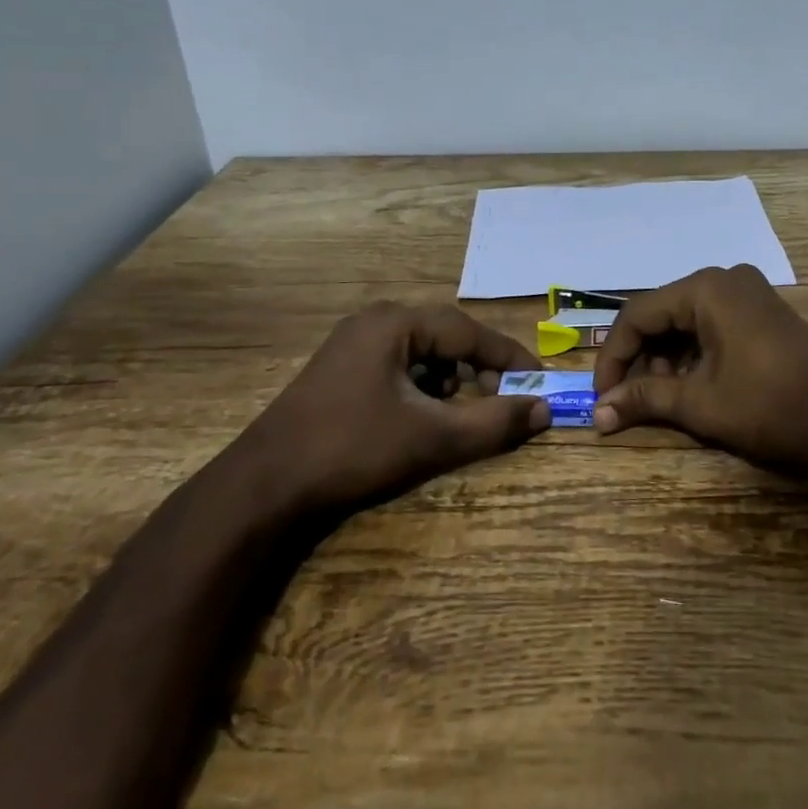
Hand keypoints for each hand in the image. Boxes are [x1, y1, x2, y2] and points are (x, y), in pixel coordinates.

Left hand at [240, 301, 549, 512]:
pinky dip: (422, 387)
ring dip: (450, 380)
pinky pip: (399, 365)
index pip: (469, 331)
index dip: (508, 357)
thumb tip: (545, 410)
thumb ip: (494, 422)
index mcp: (396, 323)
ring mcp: (353, 342)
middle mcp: (375, 321)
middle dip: (479, 370)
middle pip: (447, 337)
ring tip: (458, 414)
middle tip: (503, 400)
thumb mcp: (432, 437)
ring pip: (423, 352)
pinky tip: (420, 418)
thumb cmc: (352, 450)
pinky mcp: (341, 368)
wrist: (262, 487)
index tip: (538, 380)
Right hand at [591, 264, 807, 473]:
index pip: (638, 314)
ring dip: (666, 359)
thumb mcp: (699, 403)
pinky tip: (692, 386)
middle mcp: (725, 279)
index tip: (602, 397)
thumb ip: (645, 398)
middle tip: (631, 402)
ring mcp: (747, 293)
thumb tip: (597, 413)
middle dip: (641, 359)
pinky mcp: (762, 312)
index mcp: (706, 288)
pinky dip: (693, 354)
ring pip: (685, 321)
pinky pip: (711, 324)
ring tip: (663, 399)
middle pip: (662, 314)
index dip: (613, 357)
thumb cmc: (769, 407)